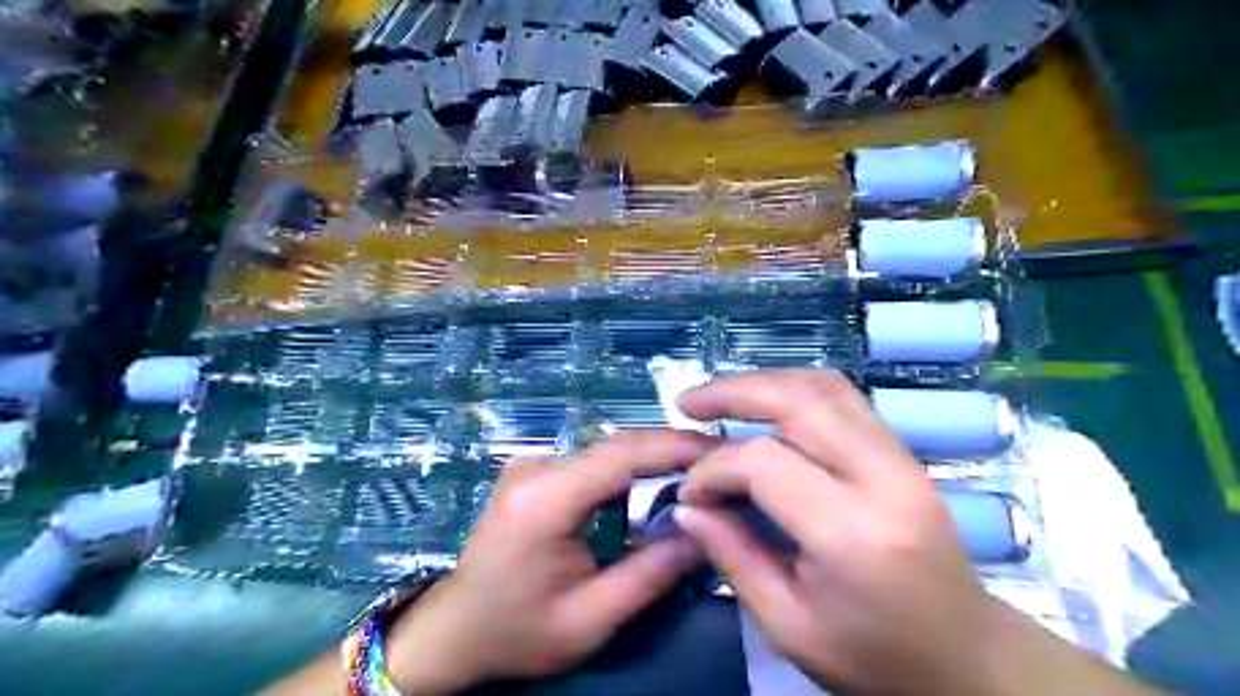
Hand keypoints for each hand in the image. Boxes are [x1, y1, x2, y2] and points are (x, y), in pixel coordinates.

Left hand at [387, 432, 717, 693]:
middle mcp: (537, 468)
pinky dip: (628, 476)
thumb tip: (703, 531)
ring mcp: (533, 465)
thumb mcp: (589, 619)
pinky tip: (652, 493)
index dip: (676, 447)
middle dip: (671, 455)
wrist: (453, 631)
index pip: (622, 454)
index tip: (723, 450)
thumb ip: (650, 574)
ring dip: (652, 465)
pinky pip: (592, 465)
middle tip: (719, 470)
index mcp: (546, 498)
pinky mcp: (535, 473)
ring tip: (695, 482)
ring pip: (608, 454)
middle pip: (618, 448)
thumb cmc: (516, 632)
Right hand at [674, 373, 1021, 694]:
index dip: (715, 468)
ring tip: (721, 395)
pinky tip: (767, 402)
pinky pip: (844, 398)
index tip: (691, 492)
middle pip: (798, 402)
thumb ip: (733, 557)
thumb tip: (686, 507)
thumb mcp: (788, 627)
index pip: (764, 463)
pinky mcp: (903, 452)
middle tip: (688, 402)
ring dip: (764, 382)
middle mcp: (883, 479)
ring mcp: (900, 458)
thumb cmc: (875, 657)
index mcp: (852, 533)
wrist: (966, 656)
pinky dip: (796, 389)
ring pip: (825, 387)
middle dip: (733, 392)